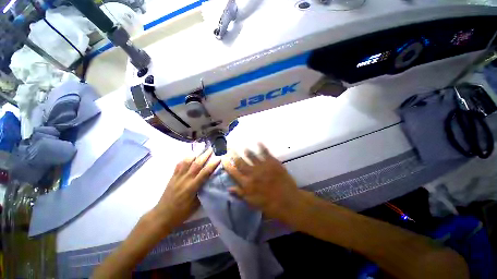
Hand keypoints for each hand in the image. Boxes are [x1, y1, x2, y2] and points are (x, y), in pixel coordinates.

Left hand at [152, 149, 220, 230]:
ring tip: (200, 150)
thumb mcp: (195, 205)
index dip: (213, 164)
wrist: (162, 215)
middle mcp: (185, 179)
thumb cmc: (181, 212)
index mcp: (192, 187)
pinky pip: (178, 165)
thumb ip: (203, 192)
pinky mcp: (172, 177)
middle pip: (197, 164)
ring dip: (195, 155)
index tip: (219, 158)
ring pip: (187, 162)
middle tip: (211, 149)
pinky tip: (188, 157)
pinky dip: (184, 159)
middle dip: (205, 155)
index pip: (205, 172)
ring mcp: (177, 177)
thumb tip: (209, 183)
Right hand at [222, 143, 301, 220]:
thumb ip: (240, 194)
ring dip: (245, 149)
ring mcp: (263, 167)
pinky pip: (265, 152)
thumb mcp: (252, 202)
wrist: (288, 201)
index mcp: (246, 184)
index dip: (227, 164)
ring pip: (251, 155)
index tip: (223, 157)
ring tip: (241, 145)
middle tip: (230, 147)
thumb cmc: (269, 204)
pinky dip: (261, 146)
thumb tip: (228, 188)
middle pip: (240, 161)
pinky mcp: (273, 163)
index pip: (233, 171)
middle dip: (234, 154)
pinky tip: (258, 141)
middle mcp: (252, 173)